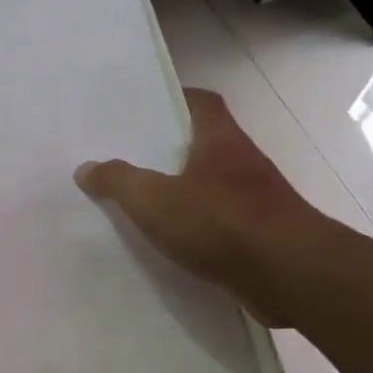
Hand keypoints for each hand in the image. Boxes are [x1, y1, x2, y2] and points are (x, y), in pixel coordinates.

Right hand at [75, 87, 340, 326]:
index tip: (147, 110)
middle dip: (173, 151)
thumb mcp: (154, 201)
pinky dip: (201, 229)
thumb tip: (86, 168)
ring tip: (146, 206)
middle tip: (133, 161)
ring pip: (214, 186)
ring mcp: (257, 199)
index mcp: (220, 140)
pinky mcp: (261, 235)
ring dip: (187, 193)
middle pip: (206, 144)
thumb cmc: (220, 223)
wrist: (287, 273)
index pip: (202, 102)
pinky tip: (175, 246)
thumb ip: (119, 182)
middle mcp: (243, 161)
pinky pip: (223, 223)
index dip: (175, 100)